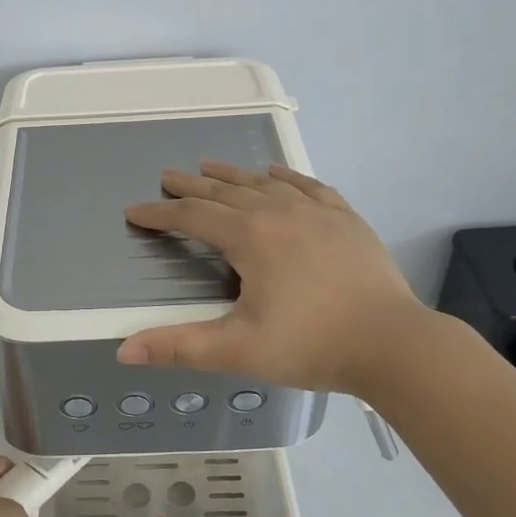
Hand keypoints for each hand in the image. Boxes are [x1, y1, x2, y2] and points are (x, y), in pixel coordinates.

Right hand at [118, 161, 429, 397]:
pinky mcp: (346, 219)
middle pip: (225, 192)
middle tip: (168, 177)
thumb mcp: (238, 350)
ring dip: (233, 174)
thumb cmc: (311, 346)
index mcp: (250, 238)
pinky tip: (277, 174)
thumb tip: (123, 350)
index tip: (135, 211)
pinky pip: (309, 187)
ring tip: (210, 166)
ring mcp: (317, 212)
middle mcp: (279, 212)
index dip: (160, 214)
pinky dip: (286, 177)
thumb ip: (179, 347)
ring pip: (264, 183)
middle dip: (191, 186)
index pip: (192, 217)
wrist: (393, 343)